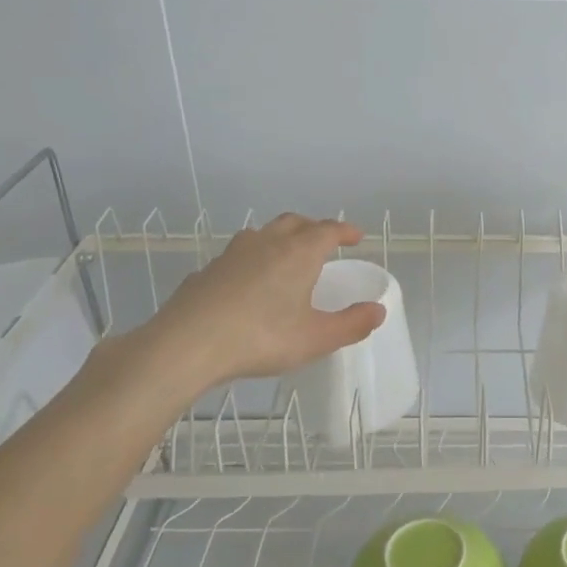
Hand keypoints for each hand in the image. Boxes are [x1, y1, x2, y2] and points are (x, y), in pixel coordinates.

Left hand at [128, 214, 385, 401]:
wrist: (187, 344)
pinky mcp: (207, 271)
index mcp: (299, 253)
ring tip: (286, 258)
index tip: (356, 237)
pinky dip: (252, 261)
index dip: (345, 231)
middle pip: (294, 222)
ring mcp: (232, 254)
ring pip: (262, 234)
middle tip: (324, 242)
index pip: (328, 230)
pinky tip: (248, 284)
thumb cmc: (261, 338)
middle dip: (313, 228)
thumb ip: (351, 324)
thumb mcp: (315, 338)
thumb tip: (378, 311)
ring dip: (280, 239)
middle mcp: (267, 243)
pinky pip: (237, 256)